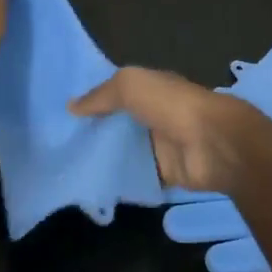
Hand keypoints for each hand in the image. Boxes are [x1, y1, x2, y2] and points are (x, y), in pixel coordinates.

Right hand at [70, 67, 265, 194]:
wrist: (212, 144)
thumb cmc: (170, 105)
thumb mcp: (129, 85)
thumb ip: (100, 96)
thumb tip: (71, 107)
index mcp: (150, 89)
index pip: (116, 92)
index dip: (93, 99)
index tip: (63, 111)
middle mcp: (155, 114)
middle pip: (119, 123)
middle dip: (94, 130)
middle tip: (59, 142)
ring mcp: (161, 145)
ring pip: (126, 150)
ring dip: (105, 157)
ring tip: (69, 165)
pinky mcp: (166, 173)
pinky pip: (138, 176)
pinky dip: (121, 181)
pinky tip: (94, 185)